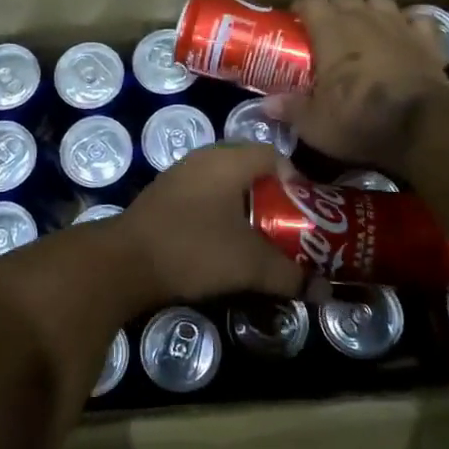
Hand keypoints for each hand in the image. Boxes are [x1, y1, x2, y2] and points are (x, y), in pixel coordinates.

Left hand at [122, 144, 301, 300]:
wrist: (123, 263)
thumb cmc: (194, 249)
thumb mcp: (250, 265)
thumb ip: (290, 275)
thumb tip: (324, 291)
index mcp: (228, 159)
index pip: (276, 156)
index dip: (298, 185)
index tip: (307, 217)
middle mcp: (204, 158)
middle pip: (253, 172)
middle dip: (275, 201)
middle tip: (289, 231)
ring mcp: (180, 176)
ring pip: (228, 187)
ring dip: (247, 211)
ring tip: (262, 242)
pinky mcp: (164, 197)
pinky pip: (206, 198)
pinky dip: (222, 217)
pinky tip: (225, 246)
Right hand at [265, 0, 448, 167]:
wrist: (422, 127)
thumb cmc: (360, 121)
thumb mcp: (315, 124)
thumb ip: (290, 109)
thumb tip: (266, 105)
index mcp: (331, 32)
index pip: (311, 1)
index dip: (301, 7)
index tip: (295, 20)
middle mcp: (364, 19)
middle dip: (334, 7)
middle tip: (326, 29)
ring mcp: (399, 26)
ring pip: (379, 1)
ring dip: (369, 10)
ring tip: (363, 28)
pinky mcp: (427, 40)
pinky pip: (416, 20)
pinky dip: (407, 25)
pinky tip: (403, 36)